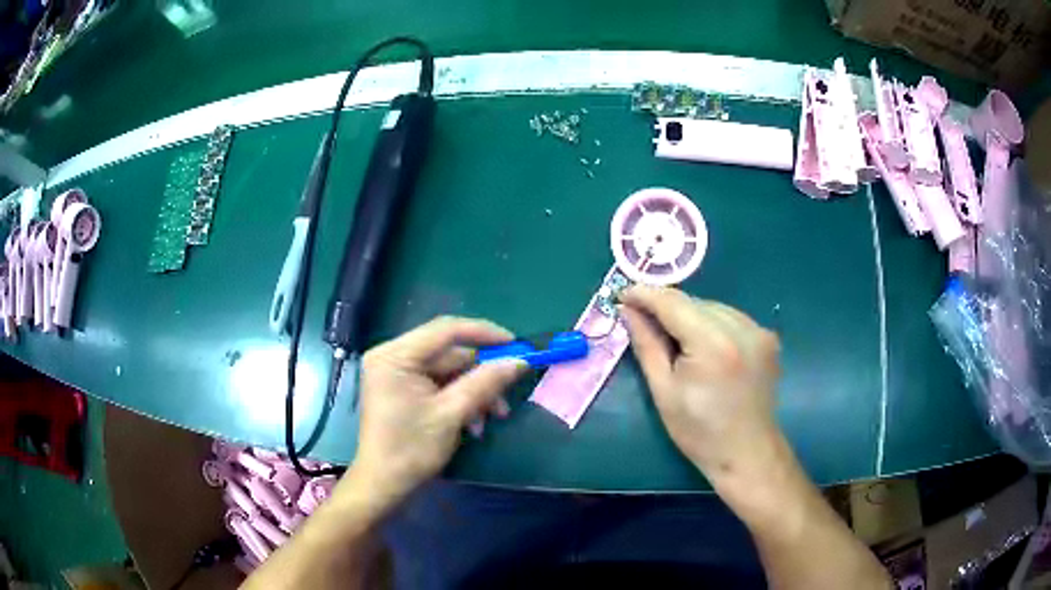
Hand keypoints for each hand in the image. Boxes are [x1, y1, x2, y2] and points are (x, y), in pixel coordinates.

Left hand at [348, 317, 527, 512]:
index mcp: (395, 355)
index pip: (445, 330)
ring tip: (492, 418)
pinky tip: (473, 424)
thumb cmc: (411, 449)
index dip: (484, 333)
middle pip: (449, 354)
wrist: (385, 485)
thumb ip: (486, 382)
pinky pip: (440, 385)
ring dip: (474, 393)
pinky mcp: (403, 389)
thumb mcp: (453, 413)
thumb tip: (520, 361)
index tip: (516, 345)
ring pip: (449, 371)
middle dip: (481, 376)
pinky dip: (459, 400)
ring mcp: (397, 373)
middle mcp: (393, 356)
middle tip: (506, 397)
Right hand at [619, 286, 781, 479]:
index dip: (645, 294)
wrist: (747, 453)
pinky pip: (731, 318)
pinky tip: (705, 347)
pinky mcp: (768, 338)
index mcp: (713, 343)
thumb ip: (646, 345)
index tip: (622, 294)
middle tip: (643, 321)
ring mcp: (759, 331)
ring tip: (676, 340)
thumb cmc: (699, 432)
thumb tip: (628, 310)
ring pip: (713, 307)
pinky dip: (712, 324)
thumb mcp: (664, 391)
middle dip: (667, 308)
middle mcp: (741, 328)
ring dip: (690, 315)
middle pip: (694, 302)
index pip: (673, 302)